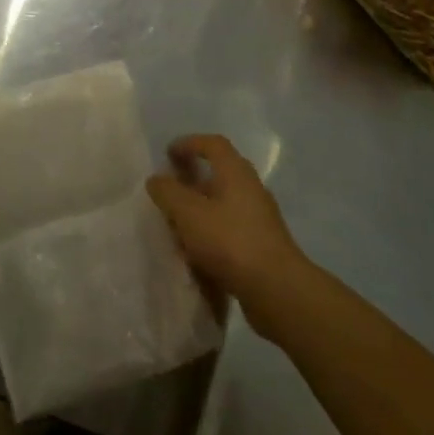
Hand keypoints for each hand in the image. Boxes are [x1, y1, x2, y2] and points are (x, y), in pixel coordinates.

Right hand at [147, 135, 308, 335]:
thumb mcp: (188, 213)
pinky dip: (210, 234)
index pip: (213, 144)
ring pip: (223, 204)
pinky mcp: (261, 245)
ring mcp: (259, 219)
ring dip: (200, 210)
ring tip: (177, 227)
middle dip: (191, 180)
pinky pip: (230, 230)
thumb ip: (168, 192)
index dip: (189, 144)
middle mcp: (251, 189)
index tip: (167, 155)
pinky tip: (195, 254)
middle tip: (169, 193)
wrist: (276, 290)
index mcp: (236, 172)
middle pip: (219, 174)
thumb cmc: (229, 241)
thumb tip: (156, 180)